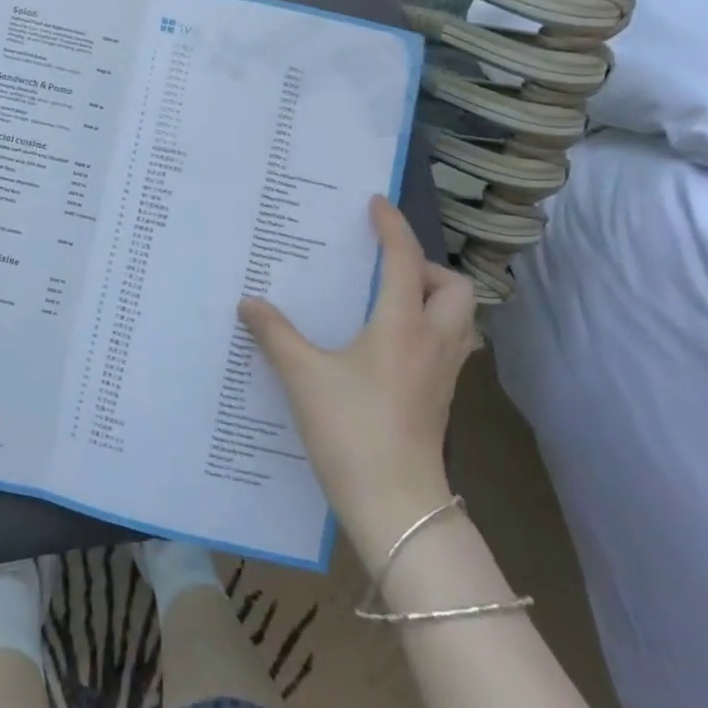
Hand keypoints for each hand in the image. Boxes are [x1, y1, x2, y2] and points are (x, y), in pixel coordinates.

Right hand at [240, 195, 477, 567]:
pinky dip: (428, 328)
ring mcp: (445, 372)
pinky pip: (448, 344)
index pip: (405, 260)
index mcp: (402, 325)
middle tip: (384, 271)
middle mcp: (433, 341)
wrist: (395, 503)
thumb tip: (249, 303)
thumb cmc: (350, 429)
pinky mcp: (443, 397)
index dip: (392, 227)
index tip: (375, 204)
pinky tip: (390, 345)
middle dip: (425, 267)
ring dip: (432, 298)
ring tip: (389, 302)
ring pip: (458, 317)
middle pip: (454, 287)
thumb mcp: (303, 376)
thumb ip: (275, 333)